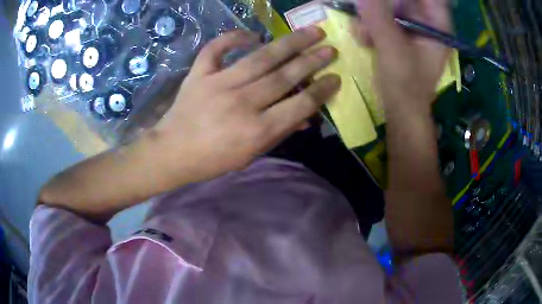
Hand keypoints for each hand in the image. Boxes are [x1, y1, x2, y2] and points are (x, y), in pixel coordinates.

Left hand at [154, 28, 339, 181]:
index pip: (298, 105)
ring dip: (290, 43)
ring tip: (312, 31)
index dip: (321, 90)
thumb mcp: (250, 155)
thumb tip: (307, 117)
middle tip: (331, 48)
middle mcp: (241, 103)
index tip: (335, 78)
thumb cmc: (213, 159)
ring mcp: (218, 84)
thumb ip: (280, 133)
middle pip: (284, 76)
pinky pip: (217, 48)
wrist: (172, 152)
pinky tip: (252, 34)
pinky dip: (234, 37)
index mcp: (256, 130)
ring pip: (260, 58)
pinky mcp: (199, 74)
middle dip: (312, 61)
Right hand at [352, 0, 450, 114]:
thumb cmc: (405, 83)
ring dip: (375, 17)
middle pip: (409, 1)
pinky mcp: (403, 41)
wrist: (402, 112)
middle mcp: (428, 27)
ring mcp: (415, 34)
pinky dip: (375, 28)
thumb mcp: (392, 48)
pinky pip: (388, 23)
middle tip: (367, 8)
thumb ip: (378, 17)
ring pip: (394, 11)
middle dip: (384, 4)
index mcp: (437, 28)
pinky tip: (364, 38)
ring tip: (362, 30)